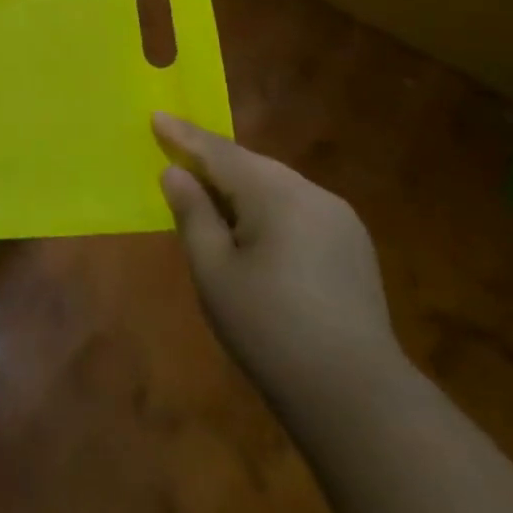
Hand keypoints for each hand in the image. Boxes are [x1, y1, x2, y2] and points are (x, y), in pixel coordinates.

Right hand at [153, 113, 400, 404]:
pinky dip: (265, 206)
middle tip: (174, 151)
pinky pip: (296, 208)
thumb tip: (176, 172)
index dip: (183, 135)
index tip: (156, 115)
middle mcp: (312, 193)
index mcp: (276, 194)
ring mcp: (339, 219)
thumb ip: (192, 214)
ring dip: (239, 184)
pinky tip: (250, 226)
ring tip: (206, 190)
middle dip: (211, 159)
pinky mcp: (352, 246)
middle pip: (251, 165)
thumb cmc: (269, 329)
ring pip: (276, 185)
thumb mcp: (214, 271)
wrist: (357, 396)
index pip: (219, 152)